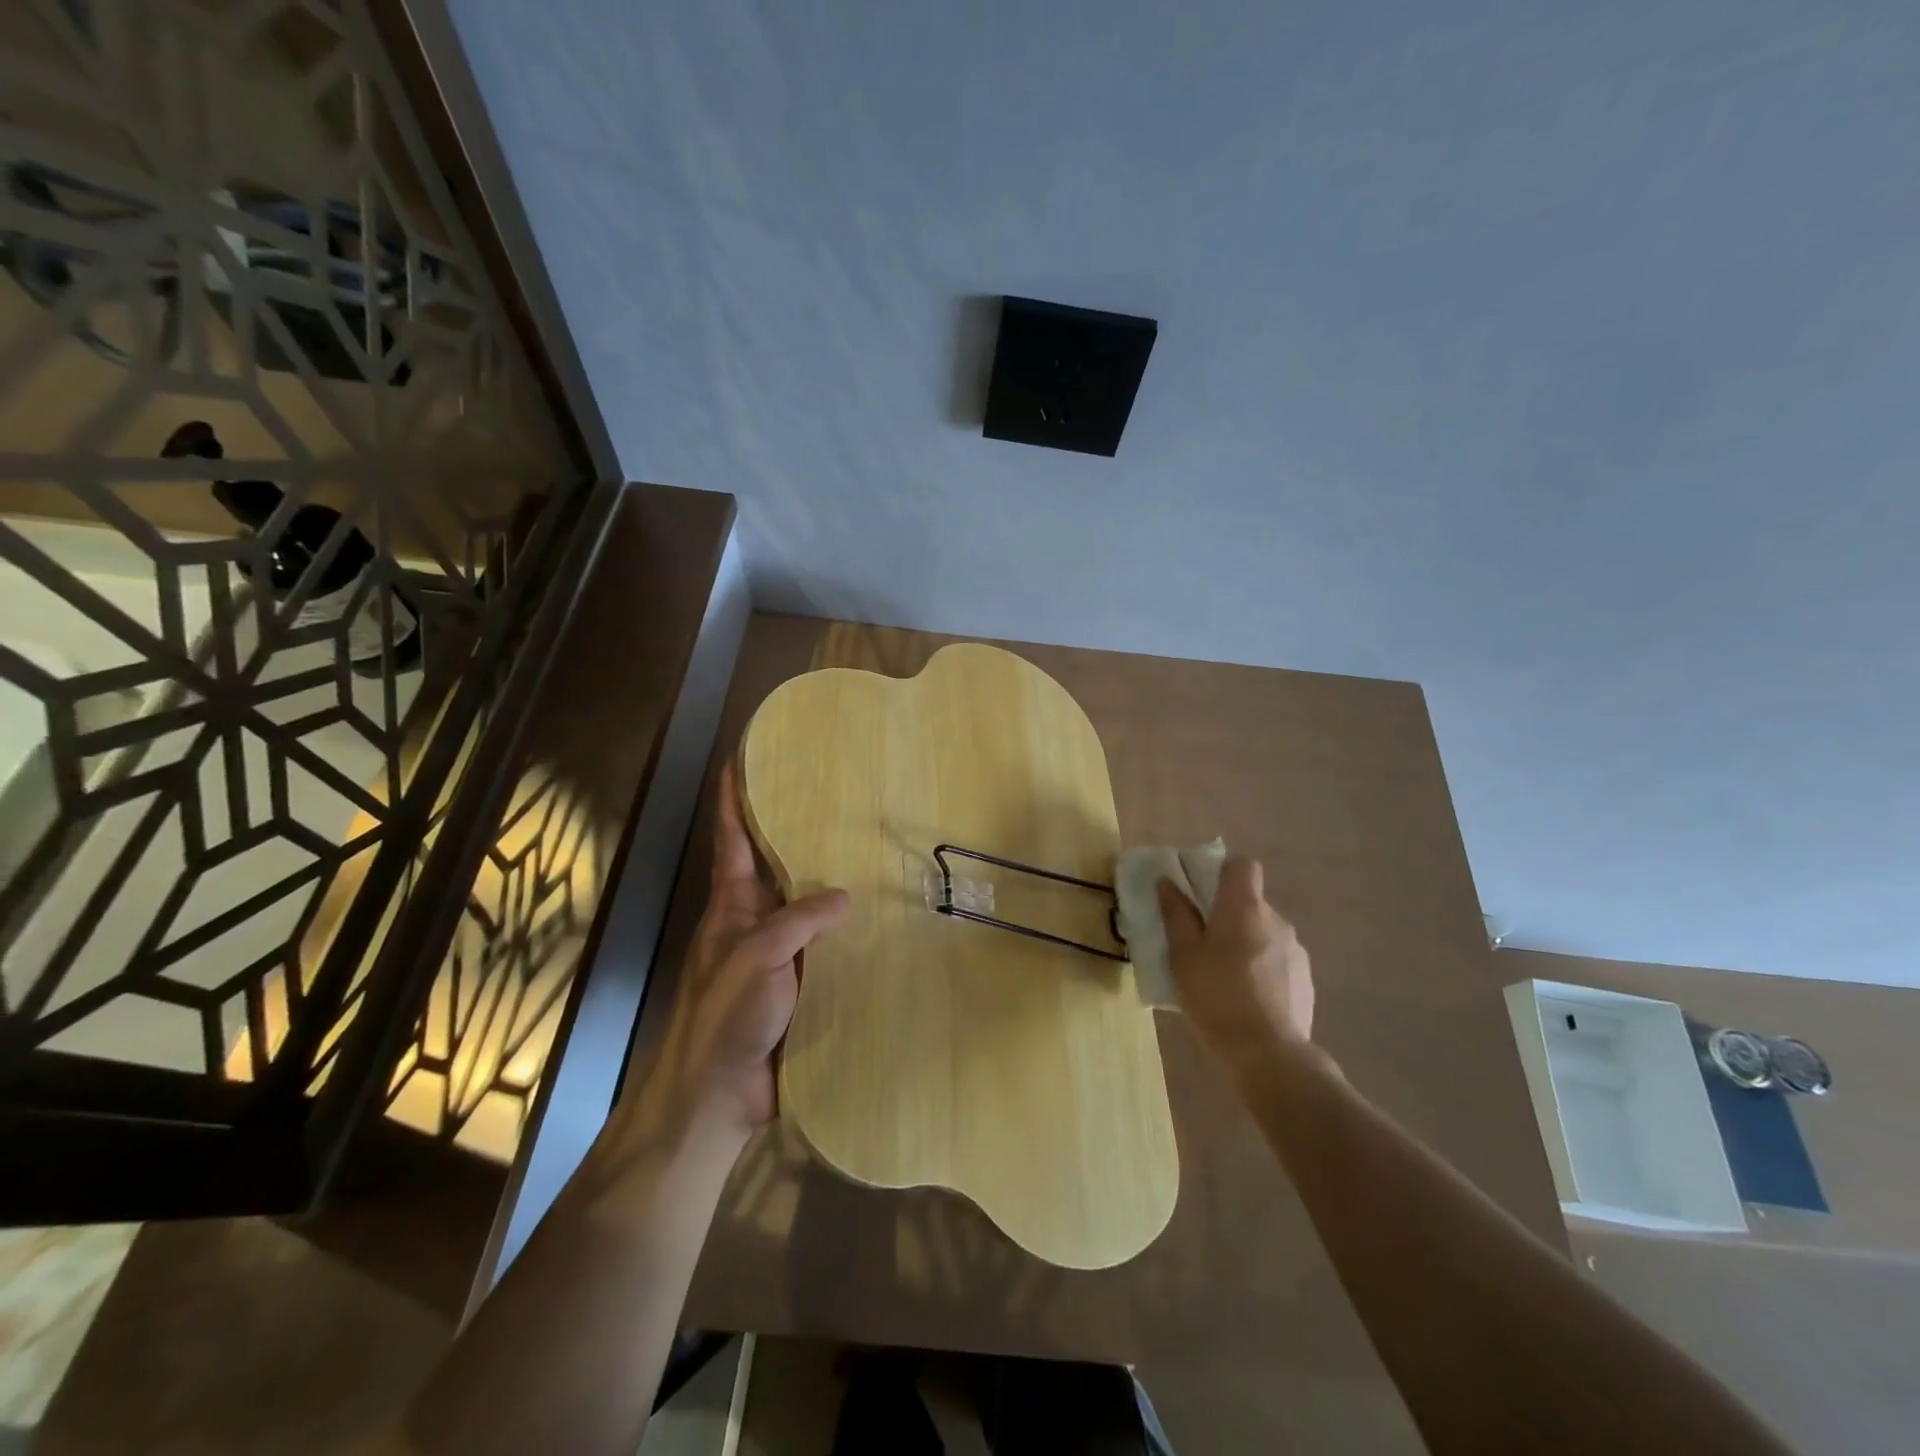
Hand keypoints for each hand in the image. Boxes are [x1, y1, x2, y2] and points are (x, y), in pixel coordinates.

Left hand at [635, 760, 849, 1144]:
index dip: (734, 798)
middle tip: (834, 797)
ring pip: (806, 906)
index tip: (741, 758)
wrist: (716, 1096)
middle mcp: (754, 922)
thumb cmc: (724, 1016)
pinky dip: (847, 932)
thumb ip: (798, 920)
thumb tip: (846, 898)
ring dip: (829, 882)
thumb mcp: (756, 955)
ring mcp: (777, 955)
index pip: (732, 839)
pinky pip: (826, 947)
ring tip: (868, 850)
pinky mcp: (799, 985)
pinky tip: (879, 921)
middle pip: (774, 866)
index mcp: (732, 905)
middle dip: (794, 831)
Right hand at [1158, 857, 1313, 1073]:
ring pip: (1264, 933)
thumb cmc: (1216, 996)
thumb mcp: (1183, 955)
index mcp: (1244, 907)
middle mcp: (1276, 920)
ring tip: (1223, 978)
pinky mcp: (1305, 980)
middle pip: (1251, 902)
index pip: (1243, 866)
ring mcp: (1295, 950)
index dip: (1223, 872)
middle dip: (1228, 916)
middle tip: (1202, 944)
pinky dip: (1262, 969)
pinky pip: (1278, 960)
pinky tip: (1246, 999)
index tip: (1202, 894)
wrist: (1268, 1054)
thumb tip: (1168, 883)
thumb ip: (1176, 915)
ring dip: (1245, 944)